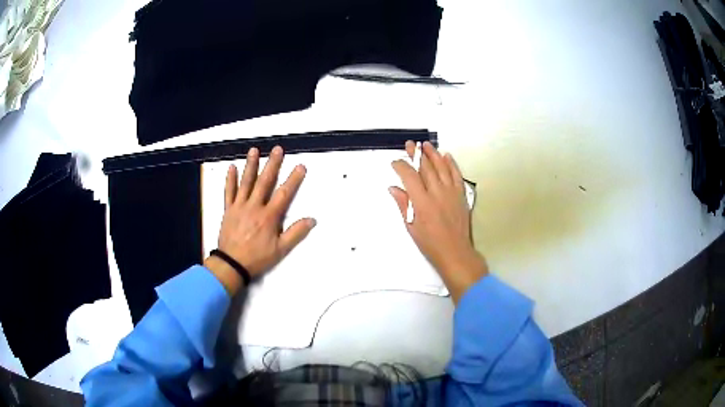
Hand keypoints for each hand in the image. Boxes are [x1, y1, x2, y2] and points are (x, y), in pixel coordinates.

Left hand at [204, 146, 315, 294]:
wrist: (231, 264)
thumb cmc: (257, 258)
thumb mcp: (280, 250)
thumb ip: (296, 233)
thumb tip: (312, 220)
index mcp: (269, 216)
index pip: (284, 194)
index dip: (294, 179)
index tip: (301, 166)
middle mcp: (254, 207)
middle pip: (265, 182)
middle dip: (273, 164)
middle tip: (278, 149)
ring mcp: (239, 206)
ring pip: (246, 182)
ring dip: (250, 166)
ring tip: (254, 151)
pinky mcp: (228, 210)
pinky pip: (229, 192)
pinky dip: (230, 180)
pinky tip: (231, 167)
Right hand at [389, 141, 487, 303]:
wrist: (455, 252)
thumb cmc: (430, 243)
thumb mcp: (411, 227)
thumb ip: (403, 205)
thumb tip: (393, 188)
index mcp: (422, 202)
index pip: (409, 176)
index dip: (401, 166)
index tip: (395, 162)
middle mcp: (437, 193)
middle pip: (426, 167)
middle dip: (416, 154)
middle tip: (410, 144)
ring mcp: (451, 192)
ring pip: (442, 167)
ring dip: (433, 154)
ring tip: (426, 145)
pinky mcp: (461, 195)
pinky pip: (456, 175)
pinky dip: (451, 164)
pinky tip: (447, 156)